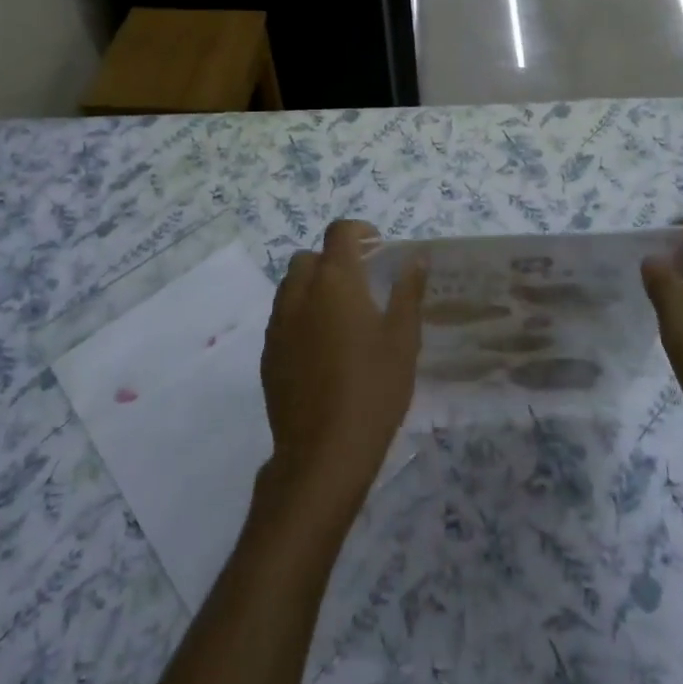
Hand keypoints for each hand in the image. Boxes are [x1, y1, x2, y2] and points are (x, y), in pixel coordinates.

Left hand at [258, 220, 425, 520]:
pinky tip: (322, 350)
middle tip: (361, 285)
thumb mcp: (403, 339)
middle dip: (333, 261)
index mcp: (335, 281)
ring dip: (314, 288)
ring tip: (341, 318)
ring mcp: (278, 324)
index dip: (359, 231)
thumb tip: (415, 259)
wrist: (323, 451)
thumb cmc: (374, 388)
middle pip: (309, 258)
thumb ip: (407, 292)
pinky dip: (300, 317)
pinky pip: (282, 318)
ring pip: (291, 287)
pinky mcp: (267, 353)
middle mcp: (299, 293)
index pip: (339, 232)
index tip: (377, 249)